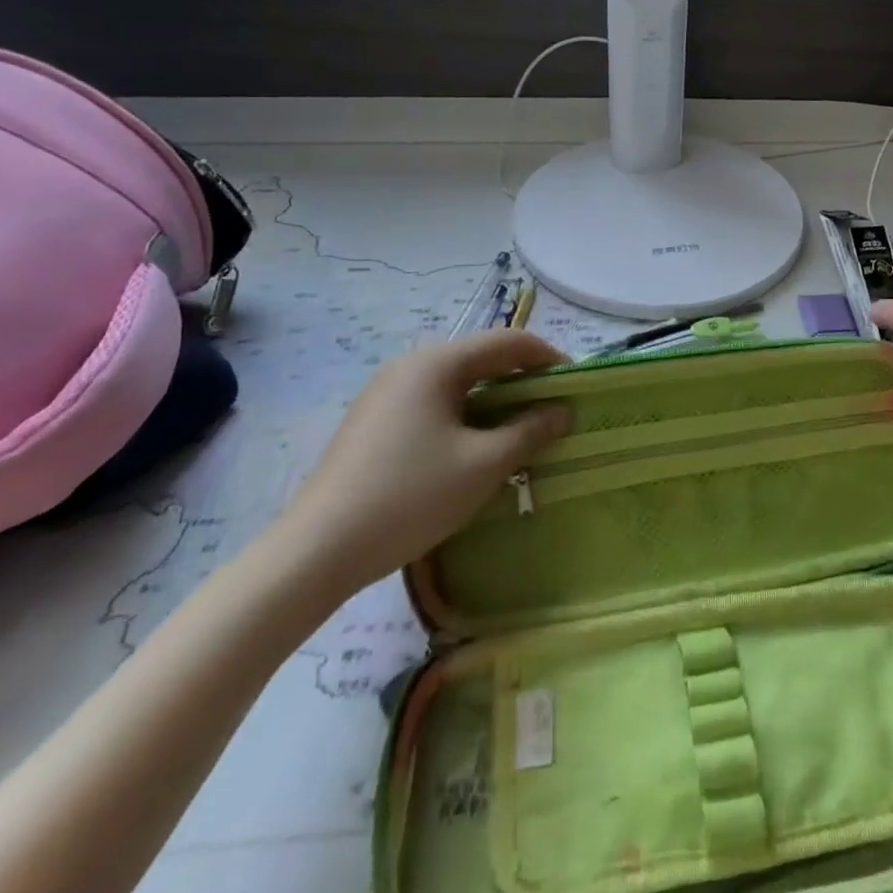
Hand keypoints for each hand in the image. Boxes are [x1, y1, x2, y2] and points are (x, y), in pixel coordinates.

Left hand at [270, 330, 569, 596]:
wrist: (317, 550)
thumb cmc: (411, 496)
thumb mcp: (483, 465)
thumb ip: (529, 431)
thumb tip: (562, 410)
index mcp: (438, 362)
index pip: (509, 342)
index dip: (549, 359)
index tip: (576, 386)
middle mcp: (410, 364)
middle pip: (482, 359)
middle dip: (522, 382)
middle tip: (552, 414)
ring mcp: (386, 392)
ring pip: (458, 384)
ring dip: (494, 402)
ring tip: (518, 435)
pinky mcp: (373, 420)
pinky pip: (433, 404)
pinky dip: (465, 416)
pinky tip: (472, 451)